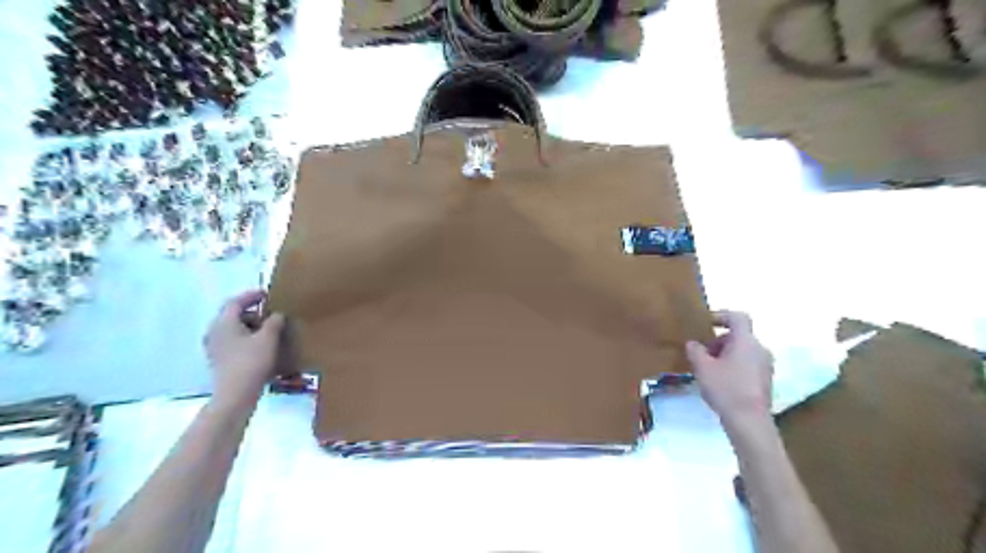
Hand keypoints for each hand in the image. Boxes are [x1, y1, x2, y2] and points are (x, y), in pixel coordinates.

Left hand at [202, 292, 285, 407]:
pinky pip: (233, 341)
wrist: (235, 394)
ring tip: (269, 329)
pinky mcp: (219, 360)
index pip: (235, 302)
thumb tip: (277, 315)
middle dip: (252, 311)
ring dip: (250, 325)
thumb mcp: (268, 338)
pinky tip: (260, 345)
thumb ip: (274, 322)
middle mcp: (215, 332)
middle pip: (232, 315)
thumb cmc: (251, 361)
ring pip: (233, 329)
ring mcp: (215, 347)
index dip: (251, 296)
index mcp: (224, 323)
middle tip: (270, 312)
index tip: (267, 294)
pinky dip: (246, 338)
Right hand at [683, 312, 774, 431]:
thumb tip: (693, 344)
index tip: (706, 323)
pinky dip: (733, 366)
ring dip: (725, 354)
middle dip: (718, 341)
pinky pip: (747, 364)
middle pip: (738, 336)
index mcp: (746, 341)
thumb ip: (695, 350)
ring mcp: (766, 365)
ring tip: (708, 369)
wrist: (749, 421)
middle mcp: (760, 349)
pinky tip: (720, 381)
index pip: (737, 317)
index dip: (721, 315)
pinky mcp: (765, 380)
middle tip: (701, 353)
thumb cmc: (725, 389)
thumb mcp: (702, 367)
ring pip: (742, 351)